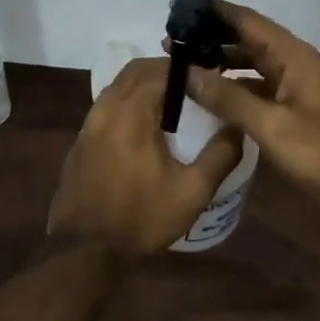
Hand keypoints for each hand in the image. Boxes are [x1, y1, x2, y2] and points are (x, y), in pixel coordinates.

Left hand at [47, 59, 243, 259]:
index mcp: (132, 111)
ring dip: (145, 86)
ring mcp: (89, 122)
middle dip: (166, 71)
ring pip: (119, 85)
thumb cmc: (141, 218)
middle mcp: (107, 107)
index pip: (161, 69)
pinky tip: (144, 130)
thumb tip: (238, 125)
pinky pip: (107, 105)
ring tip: (172, 107)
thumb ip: (220, 154)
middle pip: (137, 70)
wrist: (84, 251)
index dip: (188, 69)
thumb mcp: (192, 192)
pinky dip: (128, 103)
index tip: (209, 78)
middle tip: (193, 88)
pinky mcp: (81, 139)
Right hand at [185, 2, 319, 222]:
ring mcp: (293, 84)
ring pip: (250, 61)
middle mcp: (293, 61)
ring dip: (220, 60)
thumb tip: (186, 72)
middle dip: (211, 37)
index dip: (214, 12)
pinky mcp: (291, 107)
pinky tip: (208, 93)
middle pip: (247, 38)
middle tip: (171, 41)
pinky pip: (256, 85)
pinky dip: (232, 84)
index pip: (247, 21)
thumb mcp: (270, 126)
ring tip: (182, 64)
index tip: (179, 8)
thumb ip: (227, 97)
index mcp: (293, 55)